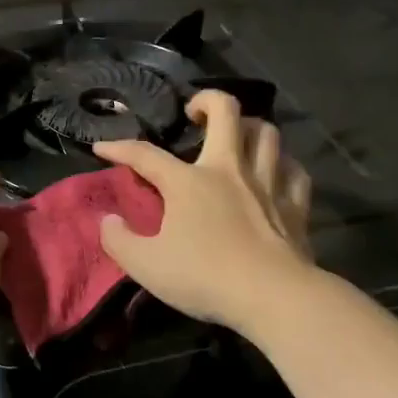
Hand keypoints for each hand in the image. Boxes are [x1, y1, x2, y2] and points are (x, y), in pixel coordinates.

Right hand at [94, 91, 313, 334]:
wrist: (273, 297)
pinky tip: (276, 172)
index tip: (101, 148)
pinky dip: (283, 165)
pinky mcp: (295, 205)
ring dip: (250, 127)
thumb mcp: (146, 266)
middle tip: (194, 113)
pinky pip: (294, 171)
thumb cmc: (205, 277)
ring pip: (267, 133)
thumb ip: (119, 240)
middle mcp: (229, 169)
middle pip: (226, 111)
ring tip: (237, 137)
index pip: (145, 154)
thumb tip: (107, 220)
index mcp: (188, 182)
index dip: (119, 148)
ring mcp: (267, 184)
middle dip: (207, 101)